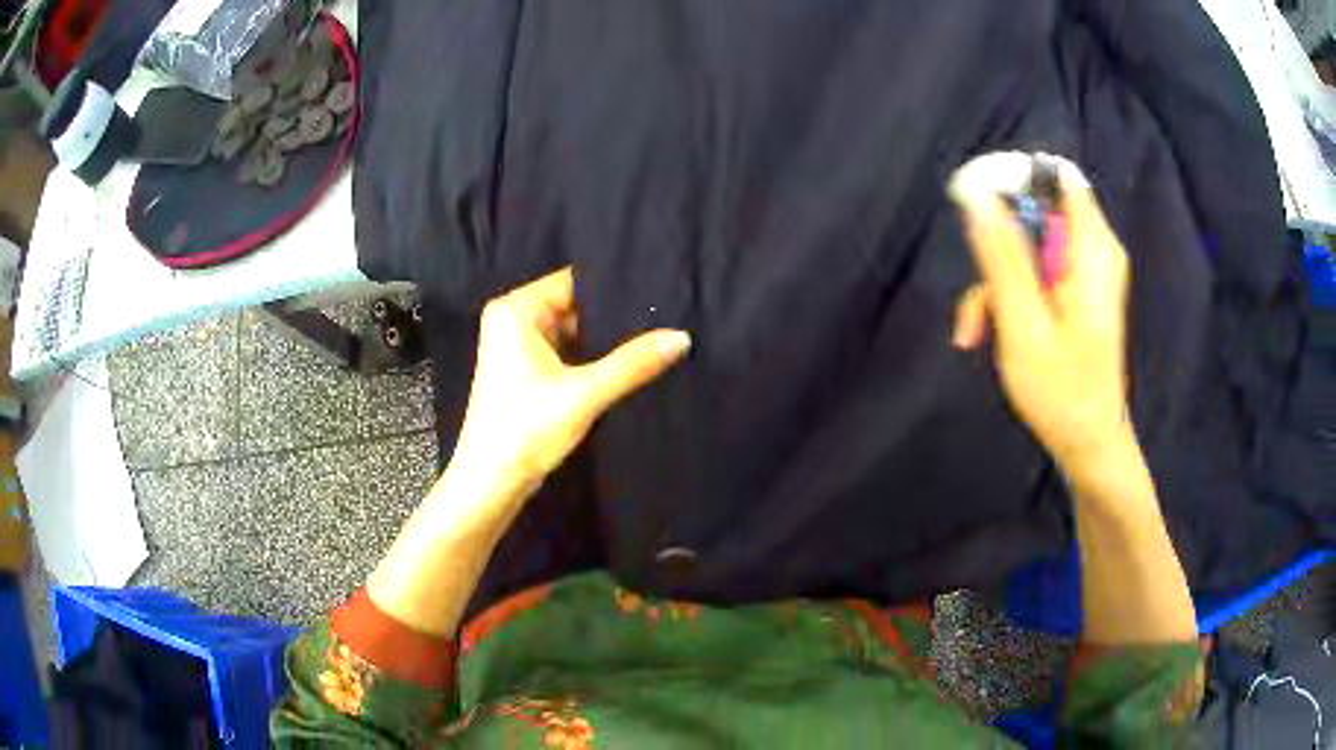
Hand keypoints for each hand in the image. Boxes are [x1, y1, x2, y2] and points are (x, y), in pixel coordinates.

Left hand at [453, 267, 691, 493]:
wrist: (490, 482)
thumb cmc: (526, 430)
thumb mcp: (585, 394)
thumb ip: (633, 363)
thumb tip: (682, 337)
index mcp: (515, 311)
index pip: (572, 281)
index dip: (612, 287)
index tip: (655, 292)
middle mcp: (511, 319)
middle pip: (571, 304)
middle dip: (609, 316)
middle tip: (660, 318)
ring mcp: (514, 346)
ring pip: (568, 329)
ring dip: (600, 339)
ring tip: (650, 337)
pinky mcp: (521, 370)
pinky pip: (561, 350)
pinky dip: (587, 357)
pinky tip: (622, 362)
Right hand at [948, 153, 1132, 474]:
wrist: (1089, 443)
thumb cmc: (1062, 391)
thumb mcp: (1023, 323)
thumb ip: (1002, 255)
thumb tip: (977, 194)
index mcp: (1092, 250)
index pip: (1056, 178)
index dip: (1015, 179)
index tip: (978, 204)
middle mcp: (1094, 250)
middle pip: (1036, 213)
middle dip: (997, 245)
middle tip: (976, 290)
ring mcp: (1086, 272)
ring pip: (1029, 246)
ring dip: (996, 280)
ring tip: (976, 329)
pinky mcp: (1077, 291)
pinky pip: (1036, 272)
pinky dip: (1010, 295)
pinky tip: (991, 332)